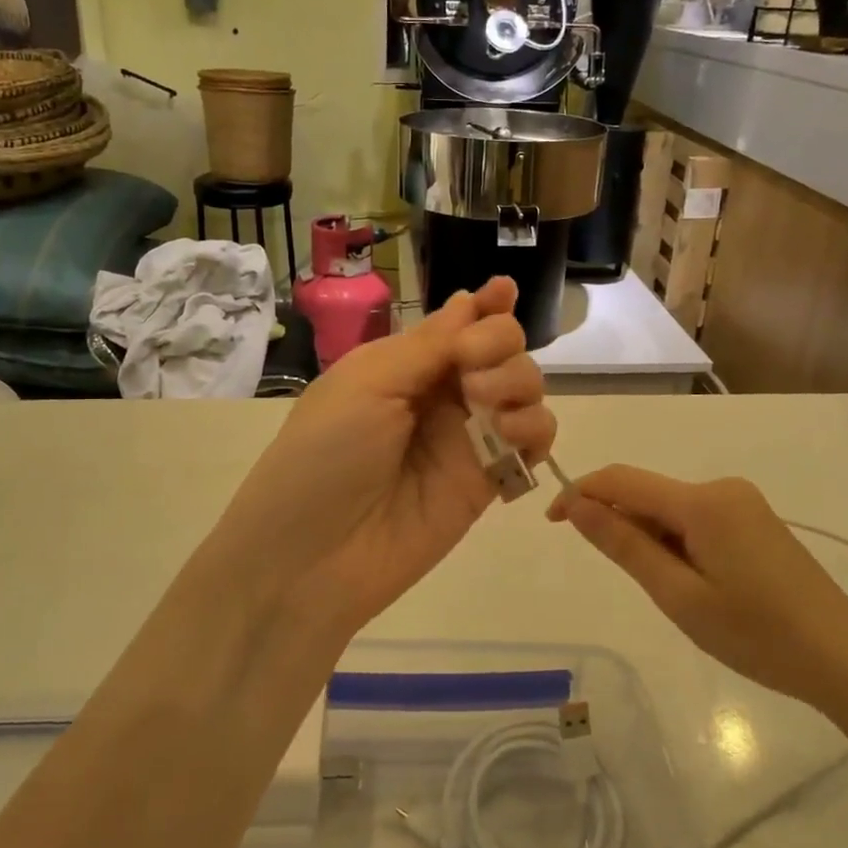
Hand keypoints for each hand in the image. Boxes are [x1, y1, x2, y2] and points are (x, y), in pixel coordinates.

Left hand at [198, 277, 553, 638]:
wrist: (312, 557)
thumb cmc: (324, 454)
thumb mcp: (367, 383)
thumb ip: (429, 345)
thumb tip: (469, 300)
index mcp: (405, 364)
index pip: (459, 324)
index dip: (486, 305)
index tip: (504, 291)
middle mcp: (442, 395)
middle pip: (501, 349)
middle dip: (500, 342)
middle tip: (472, 368)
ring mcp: (468, 438)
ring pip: (526, 389)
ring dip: (520, 382)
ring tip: (487, 404)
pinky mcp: (489, 480)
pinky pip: (533, 441)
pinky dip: (535, 429)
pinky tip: (510, 435)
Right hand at [550, 466, 847, 706]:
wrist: (843, 656)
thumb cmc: (756, 633)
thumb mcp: (679, 595)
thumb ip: (624, 544)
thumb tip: (576, 505)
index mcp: (702, 501)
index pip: (621, 480)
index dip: (580, 493)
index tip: (552, 523)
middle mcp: (721, 487)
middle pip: (648, 493)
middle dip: (620, 525)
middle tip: (629, 583)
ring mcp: (742, 501)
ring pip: (671, 508)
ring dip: (651, 538)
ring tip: (672, 594)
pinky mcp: (754, 519)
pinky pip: (696, 518)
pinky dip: (677, 542)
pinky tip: (694, 583)